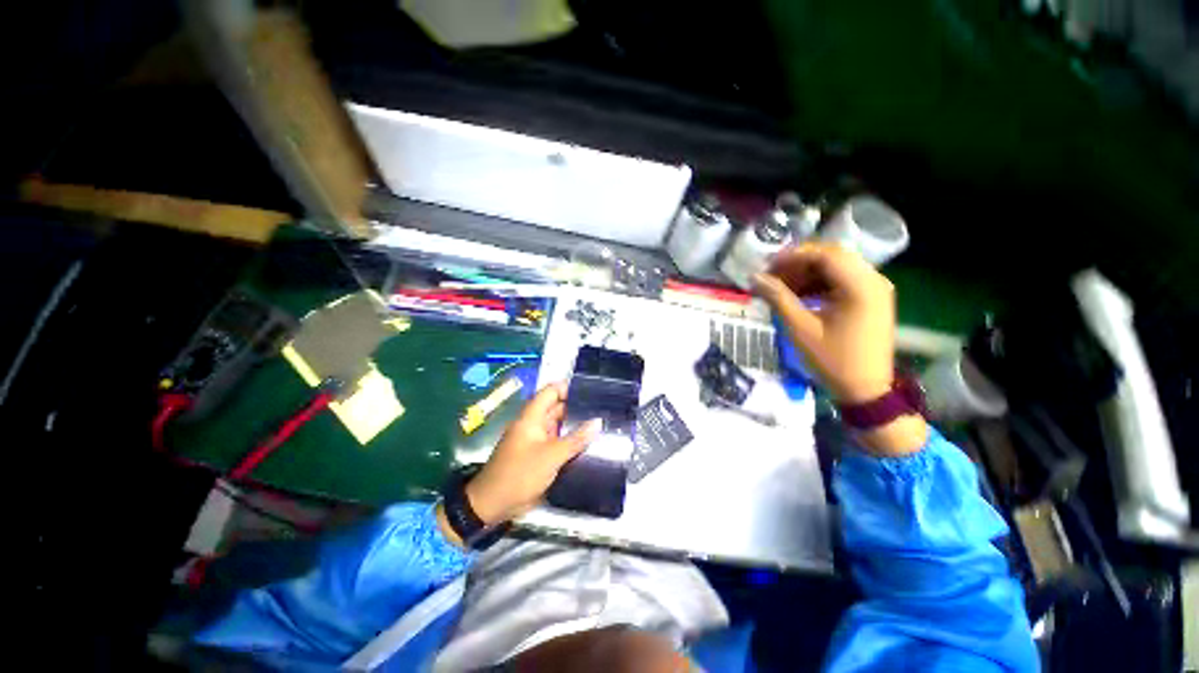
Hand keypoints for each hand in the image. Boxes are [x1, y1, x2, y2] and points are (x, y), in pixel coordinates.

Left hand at [466, 382, 600, 525]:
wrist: (492, 506)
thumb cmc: (520, 475)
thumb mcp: (551, 456)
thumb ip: (575, 439)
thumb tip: (598, 421)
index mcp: (531, 418)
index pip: (550, 392)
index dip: (567, 388)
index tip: (590, 391)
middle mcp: (533, 425)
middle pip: (556, 409)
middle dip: (576, 408)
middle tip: (601, 409)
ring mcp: (535, 441)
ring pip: (557, 427)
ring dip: (574, 426)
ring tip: (600, 424)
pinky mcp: (538, 456)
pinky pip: (556, 442)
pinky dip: (569, 442)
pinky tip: (587, 444)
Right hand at [753, 242, 925, 454]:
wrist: (866, 390)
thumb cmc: (833, 360)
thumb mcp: (801, 328)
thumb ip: (778, 297)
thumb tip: (754, 277)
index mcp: (861, 286)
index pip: (825, 254)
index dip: (793, 256)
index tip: (767, 265)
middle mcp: (873, 280)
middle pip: (832, 257)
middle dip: (798, 263)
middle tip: (771, 275)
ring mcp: (875, 289)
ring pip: (837, 267)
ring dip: (807, 273)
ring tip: (781, 286)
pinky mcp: (871, 299)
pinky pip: (842, 280)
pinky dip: (819, 283)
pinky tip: (799, 295)